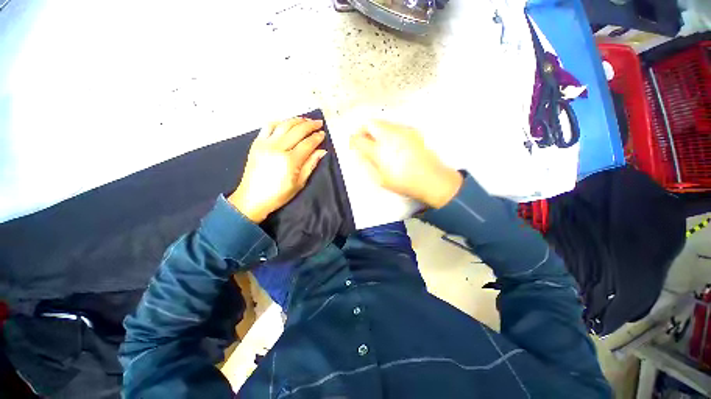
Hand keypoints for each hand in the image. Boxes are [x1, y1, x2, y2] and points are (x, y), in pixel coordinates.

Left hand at [228, 117, 326, 222]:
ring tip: (305, 120)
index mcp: (290, 161)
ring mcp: (265, 144)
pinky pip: (268, 126)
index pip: (307, 144)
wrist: (252, 198)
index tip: (323, 134)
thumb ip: (311, 165)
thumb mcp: (299, 183)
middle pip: (297, 131)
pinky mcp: (256, 143)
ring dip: (296, 120)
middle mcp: (277, 148)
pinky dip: (279, 122)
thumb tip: (322, 151)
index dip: (317, 138)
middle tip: (318, 123)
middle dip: (310, 125)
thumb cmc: (279, 195)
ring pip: (283, 125)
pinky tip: (286, 123)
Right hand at [350, 120, 462, 208]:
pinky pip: (394, 126)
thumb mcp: (382, 179)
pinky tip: (392, 144)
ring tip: (378, 142)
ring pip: (383, 123)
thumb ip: (369, 163)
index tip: (353, 144)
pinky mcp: (412, 131)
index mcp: (380, 150)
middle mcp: (390, 136)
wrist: (432, 179)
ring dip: (376, 130)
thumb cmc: (405, 182)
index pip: (359, 139)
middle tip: (363, 140)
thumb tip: (361, 153)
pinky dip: (388, 131)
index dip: (353, 140)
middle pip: (371, 123)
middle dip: (363, 130)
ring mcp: (403, 131)